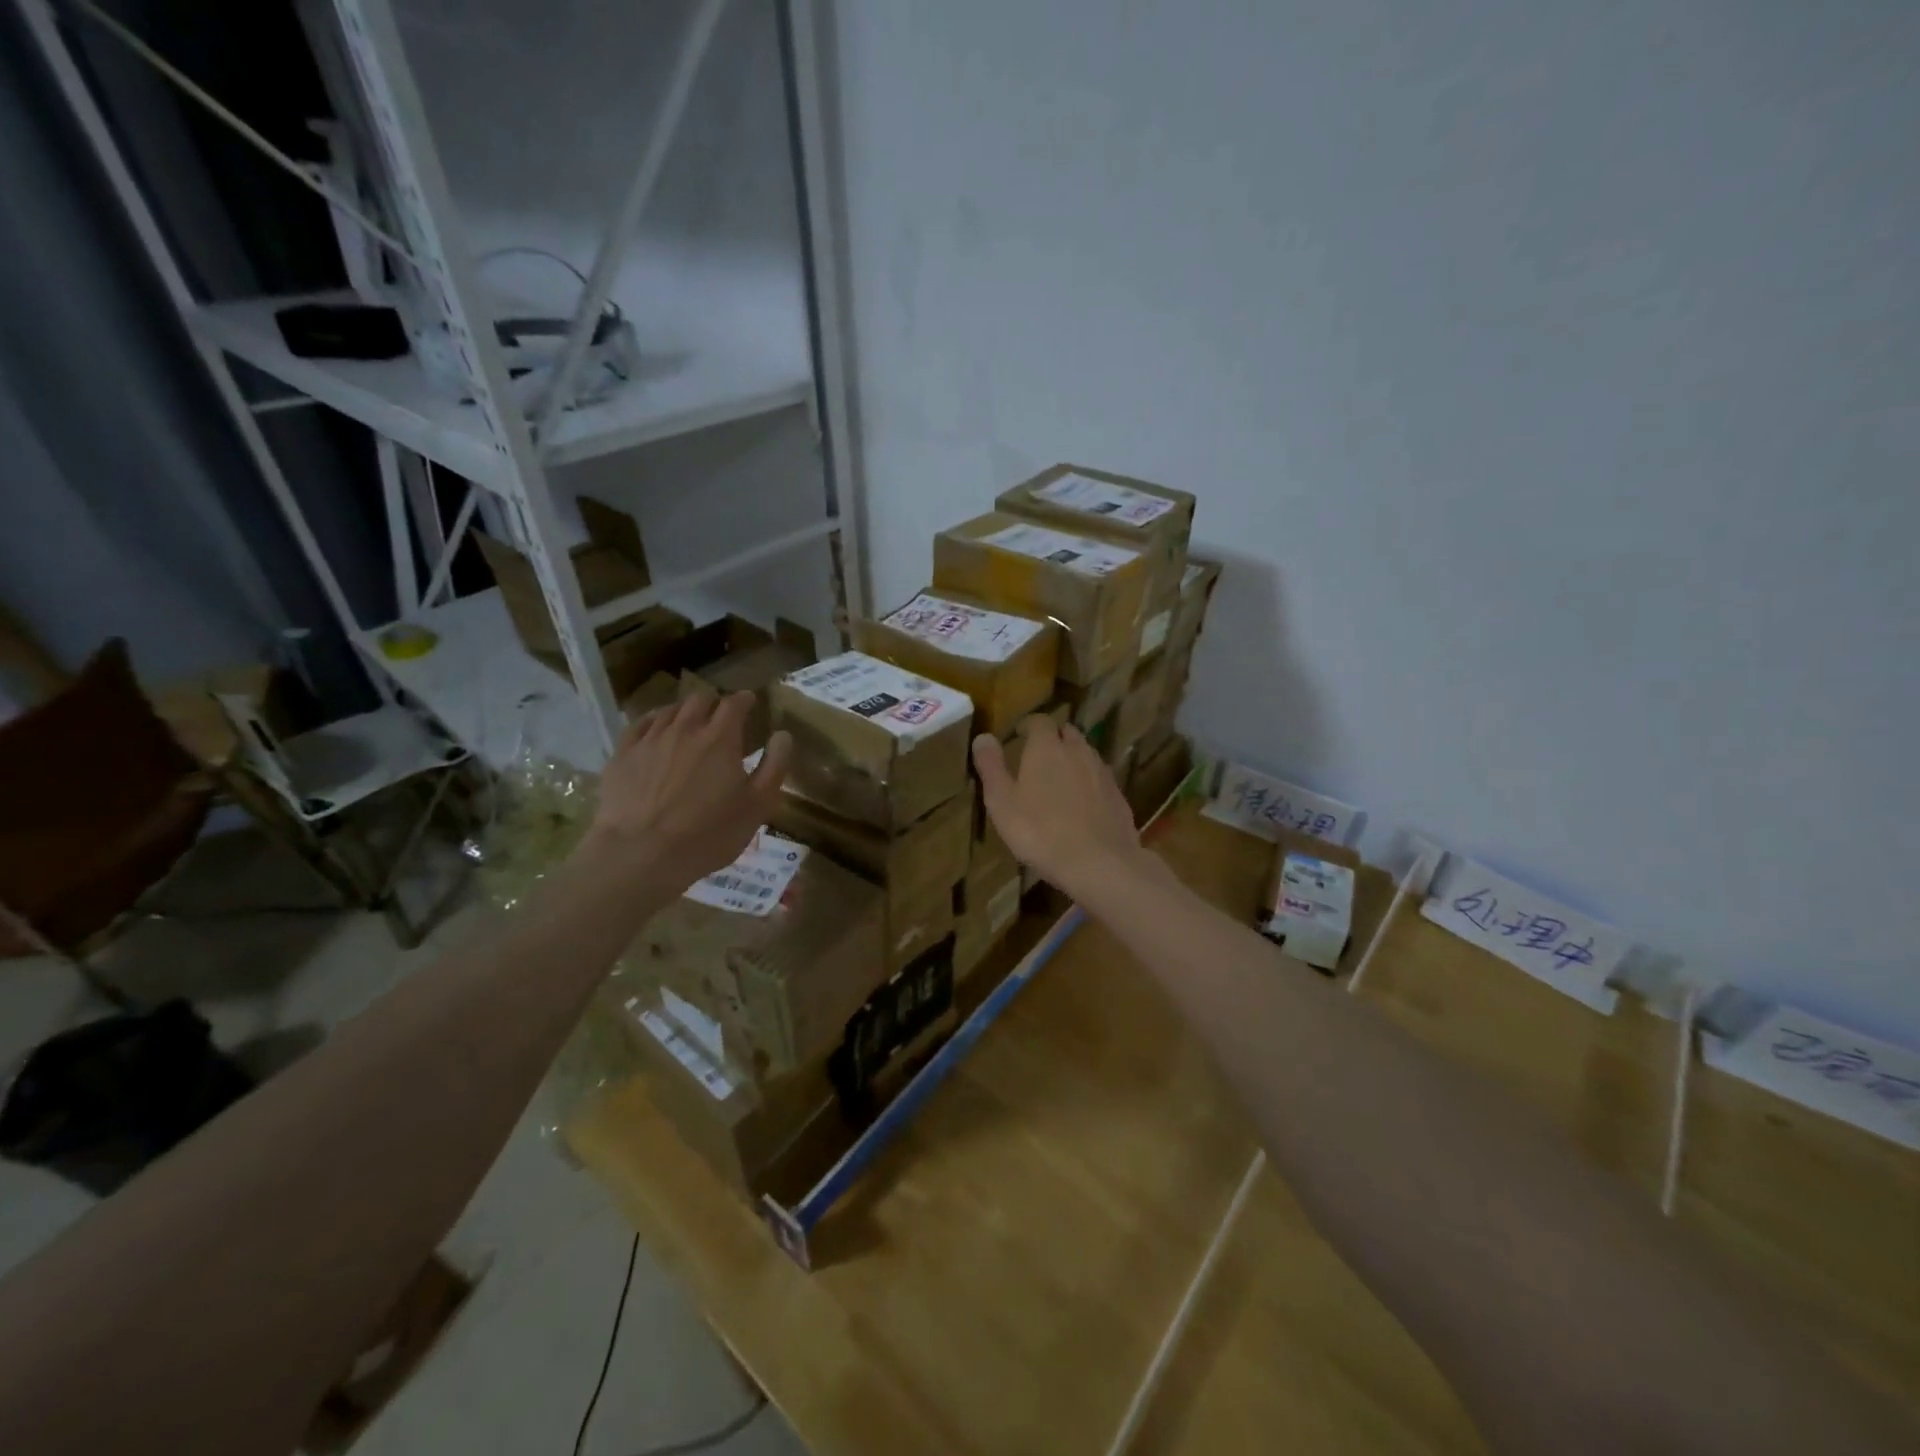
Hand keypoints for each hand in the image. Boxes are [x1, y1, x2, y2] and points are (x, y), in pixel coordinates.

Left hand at [581, 692, 790, 890]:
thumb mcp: (757, 806)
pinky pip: (640, 725)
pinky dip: (654, 720)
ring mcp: (650, 739)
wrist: (641, 854)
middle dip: (714, 701)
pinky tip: (656, 729)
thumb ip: (774, 766)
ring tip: (690, 720)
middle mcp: (685, 729)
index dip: (744, 699)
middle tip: (720, 713)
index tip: (750, 701)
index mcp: (720, 738)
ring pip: (669, 709)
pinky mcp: (622, 755)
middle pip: (700, 700)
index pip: (735, 704)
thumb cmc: (708, 833)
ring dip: (684, 710)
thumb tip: (783, 734)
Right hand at [973, 719, 1152, 903]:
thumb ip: (991, 767)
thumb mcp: (1002, 802)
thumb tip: (983, 737)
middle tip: (1038, 755)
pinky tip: (1081, 804)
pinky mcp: (1118, 796)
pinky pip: (1100, 779)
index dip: (1028, 725)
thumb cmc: (1040, 832)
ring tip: (1059, 778)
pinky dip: (1089, 782)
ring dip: (1073, 758)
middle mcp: (1078, 752)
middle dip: (1053, 738)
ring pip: (1086, 754)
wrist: (1099, 863)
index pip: (1040, 721)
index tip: (1018, 735)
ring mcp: (1102, 773)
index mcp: (1047, 748)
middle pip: (1067, 733)